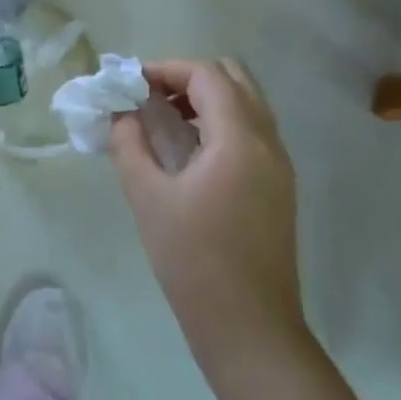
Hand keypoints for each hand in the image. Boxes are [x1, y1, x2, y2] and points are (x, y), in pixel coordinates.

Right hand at [109, 59, 308, 387]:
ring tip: (163, 119)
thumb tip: (121, 114)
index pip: (206, 75)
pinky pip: (251, 130)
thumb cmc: (194, 262)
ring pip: (246, 103)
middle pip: (234, 78)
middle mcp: (268, 143)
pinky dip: (220, 121)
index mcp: (240, 140)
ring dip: (205, 98)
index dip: (166, 68)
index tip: (130, 84)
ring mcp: (279, 165)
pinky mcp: (278, 187)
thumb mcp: (148, 198)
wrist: (250, 330)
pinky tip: (188, 149)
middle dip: (188, 77)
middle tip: (150, 96)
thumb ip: (129, 145)